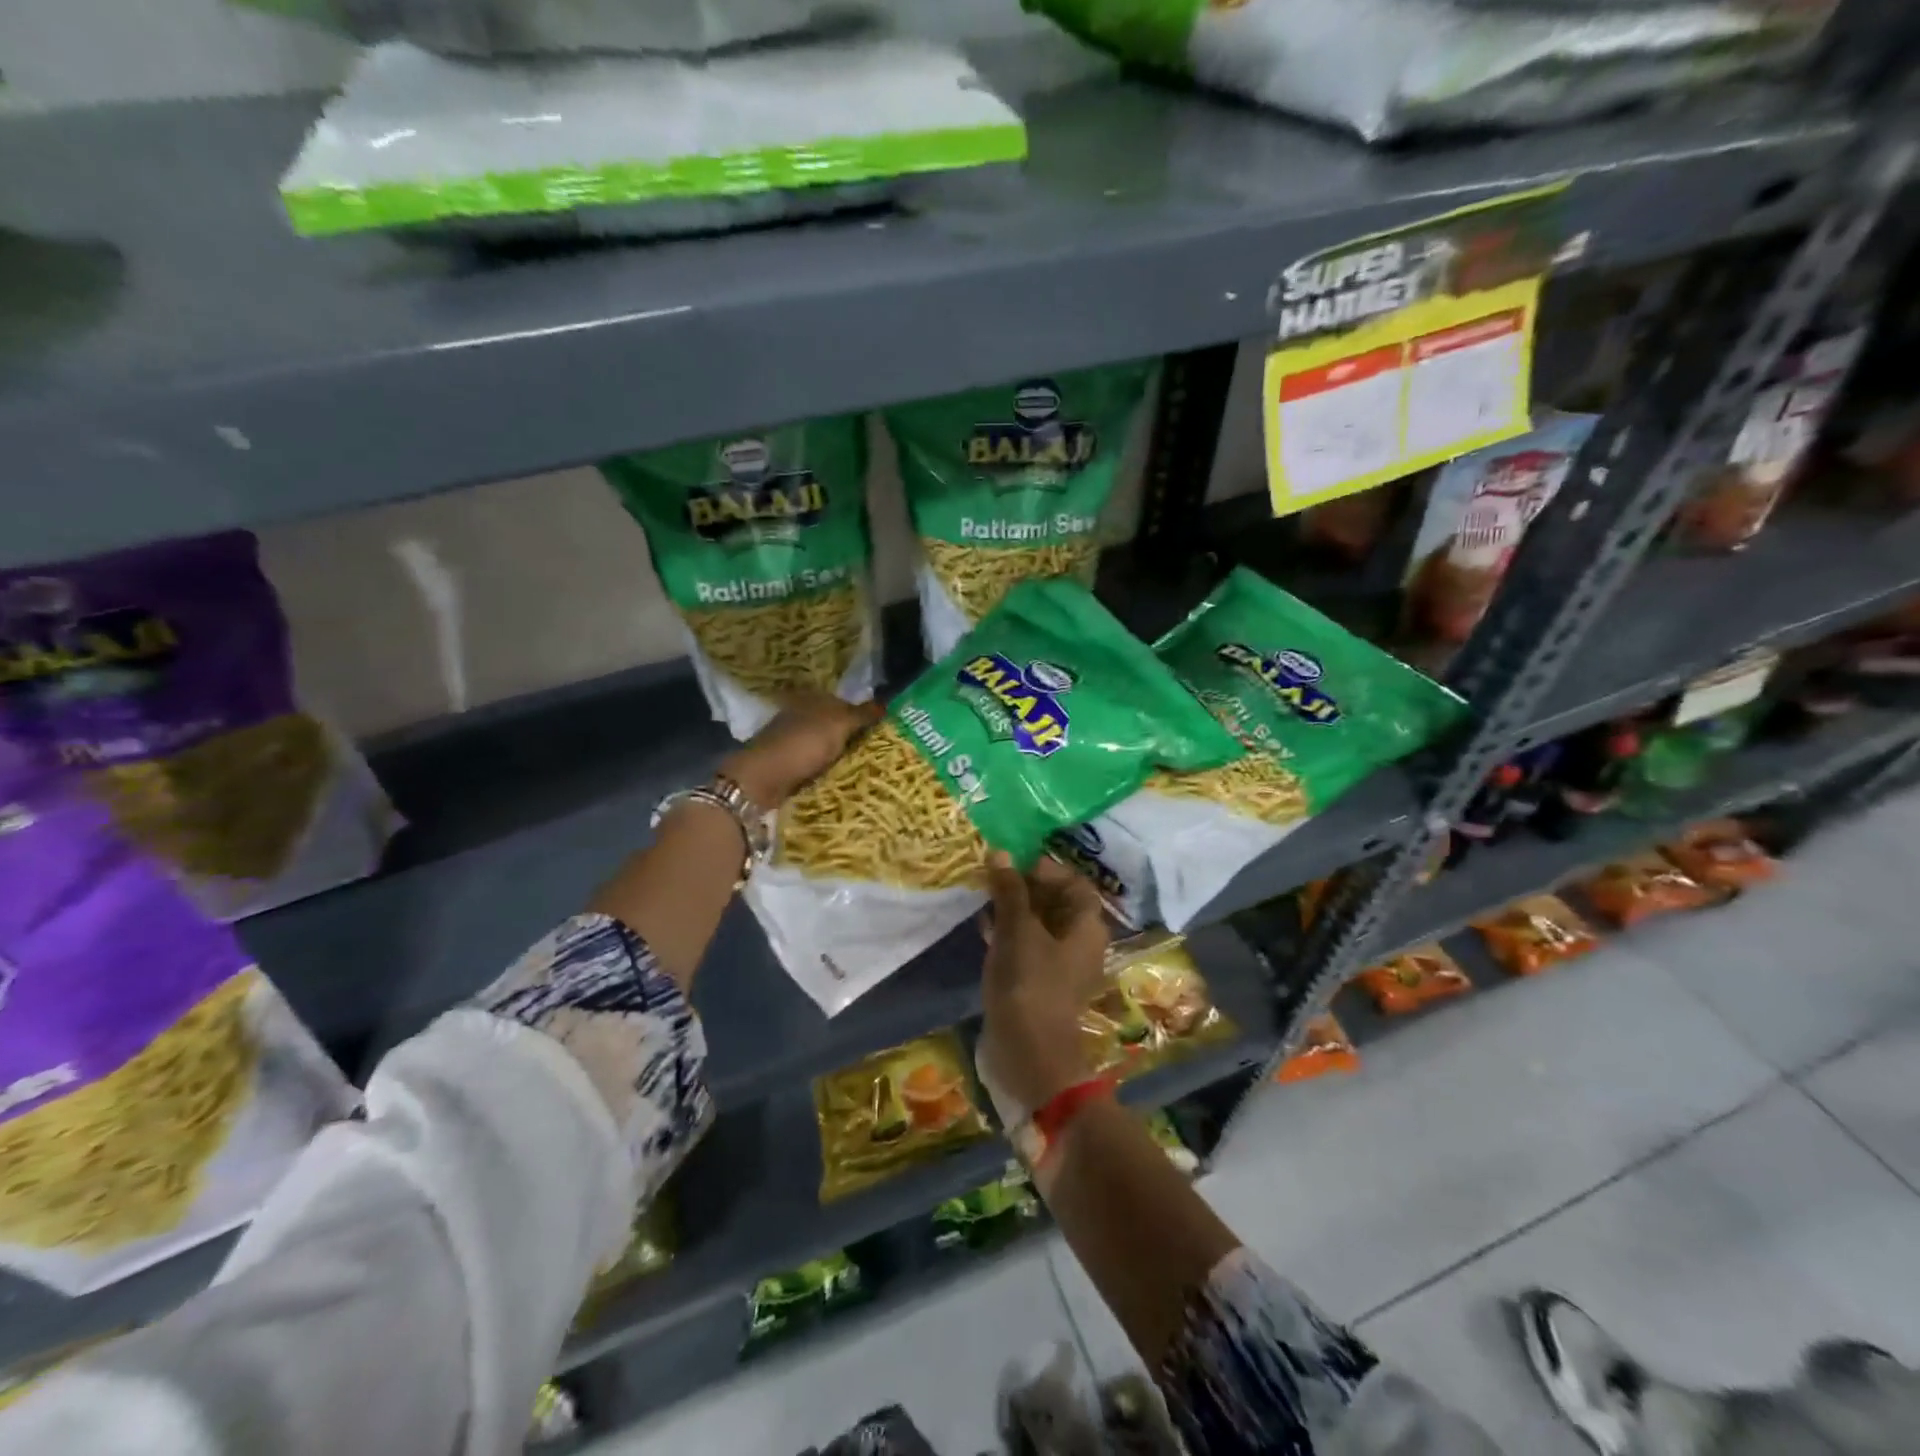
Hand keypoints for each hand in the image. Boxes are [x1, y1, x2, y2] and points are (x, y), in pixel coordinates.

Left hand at [720, 692, 881, 808]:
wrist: (763, 780)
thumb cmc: (802, 744)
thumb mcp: (838, 723)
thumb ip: (862, 713)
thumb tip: (886, 704)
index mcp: (812, 698)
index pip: (844, 702)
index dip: (863, 714)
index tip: (884, 730)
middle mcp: (801, 715)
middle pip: (835, 725)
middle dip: (853, 736)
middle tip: (881, 751)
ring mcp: (793, 741)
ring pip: (826, 746)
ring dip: (841, 756)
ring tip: (867, 768)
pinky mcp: (788, 764)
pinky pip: (817, 765)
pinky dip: (829, 770)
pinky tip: (843, 778)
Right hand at [977, 851, 1110, 1116]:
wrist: (1029, 1055)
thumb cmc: (1030, 984)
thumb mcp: (1018, 931)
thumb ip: (1009, 891)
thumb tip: (1000, 853)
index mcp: (1087, 927)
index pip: (1074, 883)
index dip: (1046, 869)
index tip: (1013, 866)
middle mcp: (1079, 944)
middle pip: (1056, 903)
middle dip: (1025, 887)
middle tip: (992, 876)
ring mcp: (1059, 966)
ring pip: (1038, 925)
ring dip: (1013, 909)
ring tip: (983, 895)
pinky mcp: (1038, 983)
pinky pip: (1026, 948)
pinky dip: (1008, 934)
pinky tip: (982, 926)